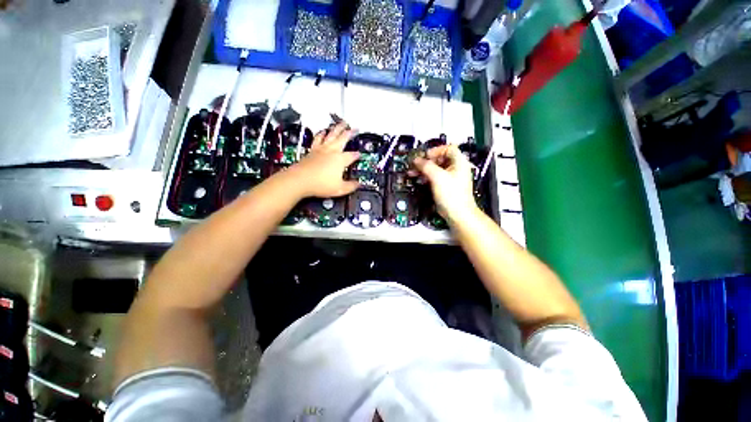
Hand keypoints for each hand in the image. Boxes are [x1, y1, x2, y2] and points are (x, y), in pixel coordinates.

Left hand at [288, 122, 359, 197]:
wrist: (300, 180)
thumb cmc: (321, 185)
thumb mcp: (340, 189)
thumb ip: (351, 186)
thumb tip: (358, 184)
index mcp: (340, 160)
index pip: (352, 155)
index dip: (357, 155)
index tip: (359, 154)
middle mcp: (332, 151)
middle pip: (343, 138)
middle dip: (350, 133)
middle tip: (355, 128)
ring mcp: (321, 149)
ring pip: (331, 135)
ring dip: (337, 128)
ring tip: (341, 123)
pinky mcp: (312, 150)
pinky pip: (318, 138)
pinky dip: (322, 134)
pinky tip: (323, 131)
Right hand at [413, 145, 478, 221]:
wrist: (458, 214)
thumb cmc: (452, 195)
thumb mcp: (437, 177)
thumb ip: (426, 166)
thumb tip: (417, 160)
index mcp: (459, 162)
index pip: (448, 149)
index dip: (435, 150)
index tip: (424, 156)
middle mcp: (456, 168)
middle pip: (440, 159)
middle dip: (426, 161)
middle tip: (415, 164)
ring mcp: (451, 178)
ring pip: (435, 169)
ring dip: (424, 169)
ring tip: (413, 172)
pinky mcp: (445, 187)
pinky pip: (435, 177)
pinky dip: (426, 177)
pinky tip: (419, 180)